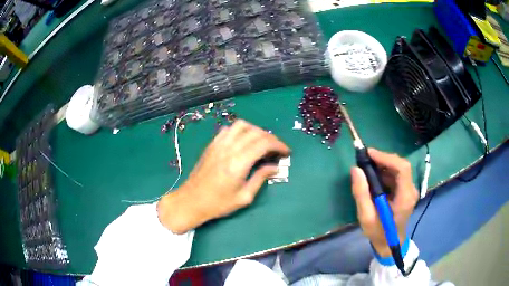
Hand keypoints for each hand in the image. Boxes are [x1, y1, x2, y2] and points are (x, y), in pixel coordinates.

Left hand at [158, 119, 289, 233]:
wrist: (191, 201)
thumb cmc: (218, 204)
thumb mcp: (244, 197)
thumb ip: (260, 179)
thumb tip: (275, 167)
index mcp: (238, 164)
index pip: (263, 143)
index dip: (279, 145)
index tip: (286, 152)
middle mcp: (228, 149)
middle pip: (255, 132)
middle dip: (271, 138)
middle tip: (277, 149)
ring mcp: (218, 145)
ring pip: (241, 125)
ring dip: (256, 130)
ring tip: (261, 142)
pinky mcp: (212, 145)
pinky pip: (228, 129)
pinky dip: (240, 131)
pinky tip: (243, 141)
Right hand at [351, 148, 418, 256]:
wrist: (390, 244)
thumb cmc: (378, 233)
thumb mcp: (366, 217)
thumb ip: (361, 193)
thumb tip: (356, 169)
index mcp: (405, 197)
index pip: (402, 168)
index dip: (386, 158)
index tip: (369, 154)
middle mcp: (411, 190)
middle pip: (401, 166)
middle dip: (383, 160)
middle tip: (365, 159)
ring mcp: (410, 190)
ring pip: (399, 169)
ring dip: (383, 165)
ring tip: (367, 167)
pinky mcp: (406, 191)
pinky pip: (397, 175)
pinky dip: (385, 172)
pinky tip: (374, 177)